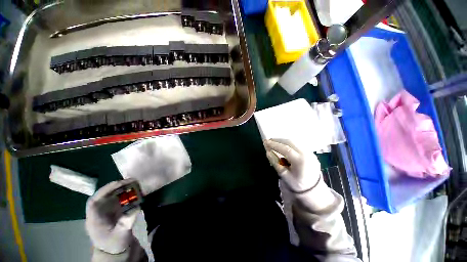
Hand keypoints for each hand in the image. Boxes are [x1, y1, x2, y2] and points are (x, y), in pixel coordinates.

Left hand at [85, 179, 139, 253]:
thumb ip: (126, 223)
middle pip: (103, 196)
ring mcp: (105, 212)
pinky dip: (125, 193)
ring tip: (134, 183)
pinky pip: (117, 199)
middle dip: (116, 187)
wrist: (114, 251)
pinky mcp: (112, 211)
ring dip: (121, 188)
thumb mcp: (121, 236)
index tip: (119, 183)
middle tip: (131, 181)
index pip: (94, 202)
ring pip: (110, 196)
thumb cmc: (115, 244)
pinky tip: (133, 191)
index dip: (105, 191)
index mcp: (95, 220)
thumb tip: (136, 208)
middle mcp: (98, 213)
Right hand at [264, 139, 321, 192]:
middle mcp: (307, 154)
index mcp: (300, 161)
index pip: (285, 149)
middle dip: (278, 140)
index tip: (265, 142)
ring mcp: (310, 153)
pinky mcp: (310, 153)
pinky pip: (297, 145)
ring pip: (294, 142)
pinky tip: (282, 145)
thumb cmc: (297, 184)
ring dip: (283, 141)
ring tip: (274, 142)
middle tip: (268, 140)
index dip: (274, 144)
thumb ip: (275, 162)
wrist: (314, 191)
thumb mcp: (284, 175)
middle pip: (290, 142)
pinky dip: (288, 144)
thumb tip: (268, 152)